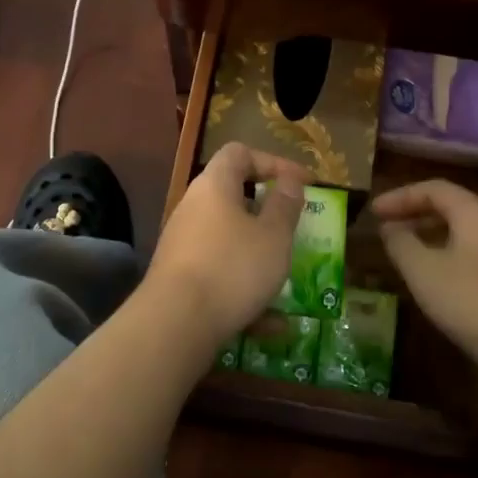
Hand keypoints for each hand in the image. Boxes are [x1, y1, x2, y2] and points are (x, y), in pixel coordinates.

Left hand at [144, 143, 309, 343]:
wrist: (174, 323)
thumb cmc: (232, 267)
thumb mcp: (273, 235)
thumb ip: (285, 205)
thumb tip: (290, 180)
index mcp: (214, 186)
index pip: (240, 153)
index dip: (274, 161)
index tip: (303, 183)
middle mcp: (193, 207)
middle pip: (232, 195)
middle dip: (267, 212)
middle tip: (293, 226)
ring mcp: (183, 244)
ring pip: (229, 240)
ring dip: (259, 254)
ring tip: (286, 274)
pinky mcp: (179, 278)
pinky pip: (219, 273)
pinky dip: (244, 289)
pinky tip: (272, 324)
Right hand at [371, 179, 477, 380]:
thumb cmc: (470, 299)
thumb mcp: (422, 270)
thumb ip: (401, 243)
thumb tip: (390, 228)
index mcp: (475, 212)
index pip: (433, 189)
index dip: (400, 197)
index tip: (373, 212)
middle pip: (452, 207)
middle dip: (415, 215)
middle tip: (387, 229)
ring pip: (464, 232)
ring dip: (431, 236)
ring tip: (406, 253)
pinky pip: (475, 253)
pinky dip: (449, 255)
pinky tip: (436, 279)